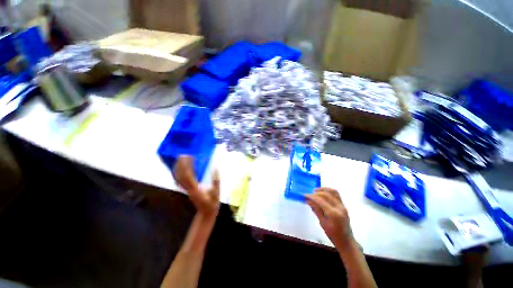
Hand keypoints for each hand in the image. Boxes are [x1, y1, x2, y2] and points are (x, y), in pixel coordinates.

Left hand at [173, 155, 219, 219]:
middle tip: (183, 154)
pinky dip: (179, 173)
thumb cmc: (212, 203)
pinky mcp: (187, 190)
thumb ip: (216, 181)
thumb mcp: (216, 192)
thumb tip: (216, 168)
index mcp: (196, 189)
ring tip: (181, 159)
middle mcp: (189, 189)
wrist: (206, 213)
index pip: (188, 175)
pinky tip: (182, 168)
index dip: (187, 165)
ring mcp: (187, 190)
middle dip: (180, 164)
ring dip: (178, 168)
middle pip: (180, 176)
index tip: (189, 156)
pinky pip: (180, 181)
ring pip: (178, 178)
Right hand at [306, 188, 353, 249]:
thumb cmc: (333, 235)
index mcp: (334, 214)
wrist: (346, 240)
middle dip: (316, 193)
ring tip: (315, 191)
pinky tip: (323, 192)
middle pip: (326, 195)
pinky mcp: (343, 205)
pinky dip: (329, 191)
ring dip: (323, 189)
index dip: (312, 197)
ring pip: (333, 192)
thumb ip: (316, 210)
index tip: (305, 195)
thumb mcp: (322, 223)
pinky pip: (336, 194)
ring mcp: (342, 205)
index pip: (321, 201)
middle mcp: (339, 207)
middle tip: (308, 194)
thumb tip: (308, 200)